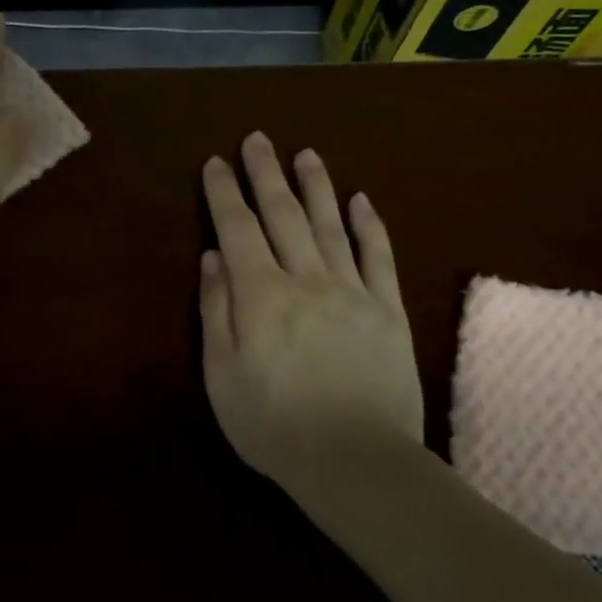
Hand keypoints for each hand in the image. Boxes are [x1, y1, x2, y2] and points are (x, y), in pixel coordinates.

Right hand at [198, 133, 423, 479]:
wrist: (355, 461)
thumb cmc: (273, 423)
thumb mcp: (222, 373)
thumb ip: (217, 310)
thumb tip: (214, 257)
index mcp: (261, 294)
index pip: (238, 229)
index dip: (225, 193)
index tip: (216, 163)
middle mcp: (306, 279)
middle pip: (283, 215)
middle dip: (266, 174)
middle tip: (258, 139)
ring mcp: (352, 291)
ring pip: (330, 225)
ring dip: (316, 186)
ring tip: (306, 154)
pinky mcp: (388, 311)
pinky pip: (379, 257)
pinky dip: (369, 225)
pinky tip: (361, 200)